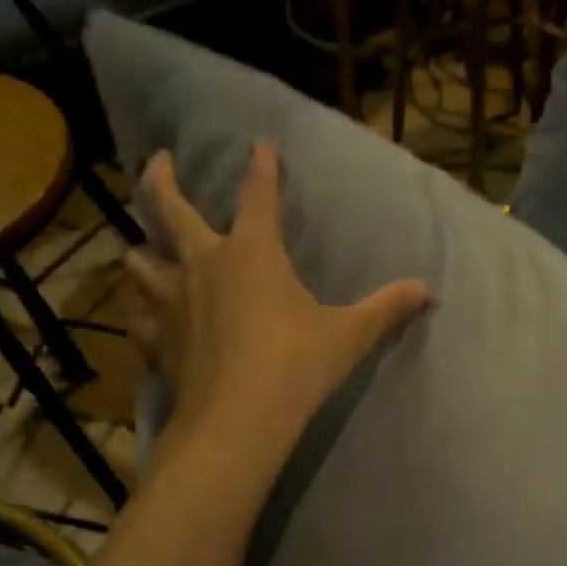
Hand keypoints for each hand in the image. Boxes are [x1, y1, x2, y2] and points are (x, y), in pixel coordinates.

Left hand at [122, 142, 432, 462]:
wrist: (238, 421)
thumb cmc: (296, 366)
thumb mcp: (349, 335)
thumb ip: (386, 308)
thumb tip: (429, 291)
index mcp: (252, 251)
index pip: (257, 194)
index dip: (261, 166)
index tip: (259, 144)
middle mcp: (203, 263)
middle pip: (168, 206)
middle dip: (161, 178)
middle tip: (159, 160)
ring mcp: (170, 301)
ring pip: (137, 261)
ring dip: (142, 250)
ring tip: (145, 250)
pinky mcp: (154, 339)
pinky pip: (137, 319)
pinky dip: (140, 316)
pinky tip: (145, 322)